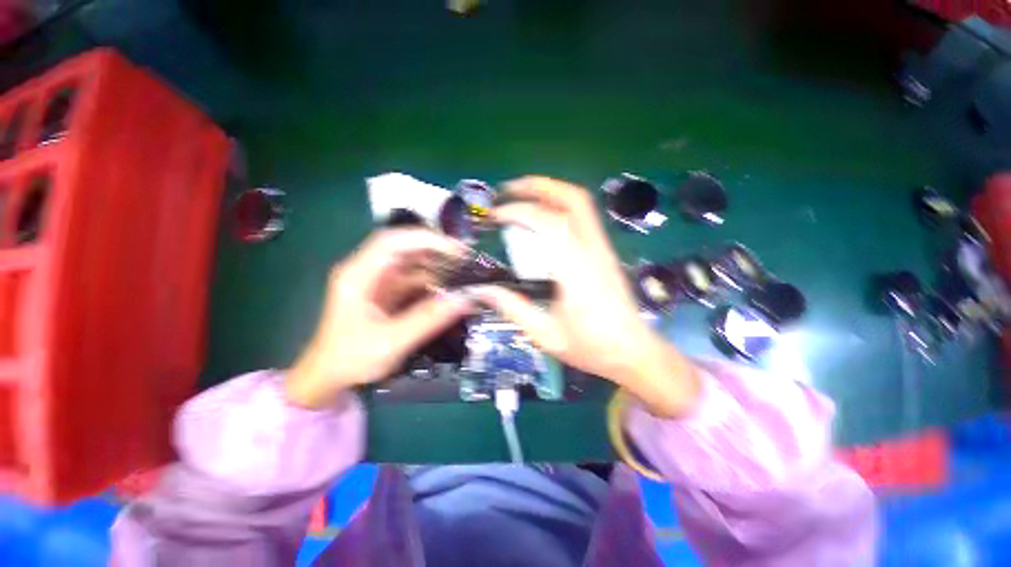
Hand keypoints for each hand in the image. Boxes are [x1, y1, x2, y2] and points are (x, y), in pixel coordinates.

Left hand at [286, 229, 472, 408]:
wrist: (330, 377)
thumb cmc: (352, 359)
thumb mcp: (392, 341)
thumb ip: (429, 319)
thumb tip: (465, 299)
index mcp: (358, 275)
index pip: (392, 242)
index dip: (425, 239)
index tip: (456, 249)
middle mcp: (369, 271)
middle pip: (406, 249)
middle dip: (438, 252)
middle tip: (468, 262)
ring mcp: (380, 281)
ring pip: (414, 264)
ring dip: (439, 268)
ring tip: (465, 276)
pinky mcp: (389, 292)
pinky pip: (416, 280)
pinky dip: (435, 283)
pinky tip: (451, 290)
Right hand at [471, 177, 699, 416]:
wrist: (633, 352)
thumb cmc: (591, 348)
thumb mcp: (546, 335)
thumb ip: (513, 308)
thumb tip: (482, 290)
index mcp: (577, 272)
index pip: (549, 224)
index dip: (519, 212)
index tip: (495, 216)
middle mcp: (593, 251)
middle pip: (573, 199)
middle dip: (538, 186)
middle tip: (508, 190)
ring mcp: (603, 248)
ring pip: (581, 203)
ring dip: (550, 191)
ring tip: (522, 195)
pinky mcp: (604, 251)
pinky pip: (583, 216)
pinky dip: (559, 205)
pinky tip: (542, 216)